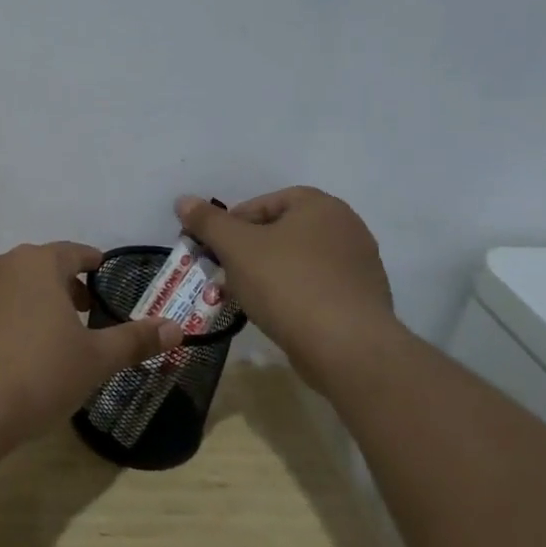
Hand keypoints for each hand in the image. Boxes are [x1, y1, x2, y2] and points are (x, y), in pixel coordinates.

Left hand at [0, 242, 183, 445]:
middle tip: (85, 309)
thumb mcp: (95, 360)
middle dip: (65, 285)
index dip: (91, 262)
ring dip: (35, 302)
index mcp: (38, 264)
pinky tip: (15, 354)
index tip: (102, 271)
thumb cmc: (37, 375)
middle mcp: (1, 267)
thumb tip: (177, 328)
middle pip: (40, 267)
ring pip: (13, 287)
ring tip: (52, 334)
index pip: (73, 252)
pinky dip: (8, 321)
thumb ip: (135, 340)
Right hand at [175, 188, 398, 362]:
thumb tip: (183, 200)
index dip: (231, 225)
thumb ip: (208, 222)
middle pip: (281, 232)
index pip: (263, 203)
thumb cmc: (286, 284)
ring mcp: (359, 264)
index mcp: (319, 205)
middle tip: (224, 274)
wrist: (345, 346)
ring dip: (268, 274)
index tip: (213, 250)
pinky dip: (293, 295)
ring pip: (297, 261)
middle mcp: (346, 226)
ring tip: (245, 298)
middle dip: (248, 252)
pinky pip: (316, 287)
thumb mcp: (236, 248)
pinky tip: (276, 315)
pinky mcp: (362, 299)